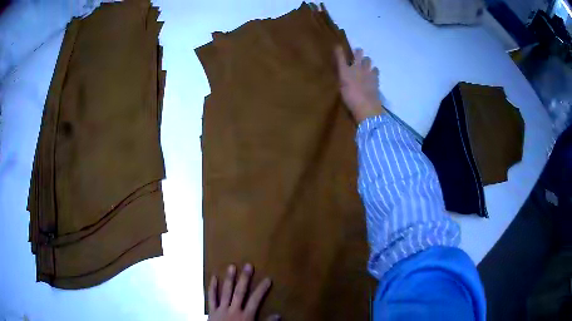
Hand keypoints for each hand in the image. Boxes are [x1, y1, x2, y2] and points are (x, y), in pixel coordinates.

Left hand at [208, 264, 278, 320]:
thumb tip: (278, 315)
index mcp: (246, 316)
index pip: (256, 300)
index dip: (262, 289)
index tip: (268, 279)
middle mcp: (234, 310)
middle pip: (240, 293)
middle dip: (245, 279)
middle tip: (248, 265)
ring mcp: (221, 309)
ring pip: (225, 292)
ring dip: (229, 279)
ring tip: (231, 267)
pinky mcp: (212, 311)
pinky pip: (211, 298)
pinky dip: (212, 288)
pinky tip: (213, 278)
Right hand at [335, 46, 384, 122]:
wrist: (366, 106)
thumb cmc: (350, 100)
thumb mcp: (342, 90)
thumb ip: (344, 80)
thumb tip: (345, 76)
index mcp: (345, 71)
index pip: (341, 57)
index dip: (339, 51)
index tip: (338, 46)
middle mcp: (356, 68)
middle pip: (358, 54)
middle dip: (358, 52)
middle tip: (358, 52)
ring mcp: (367, 72)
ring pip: (368, 60)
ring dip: (366, 61)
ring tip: (366, 64)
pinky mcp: (376, 78)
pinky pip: (375, 70)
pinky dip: (374, 71)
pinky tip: (373, 74)